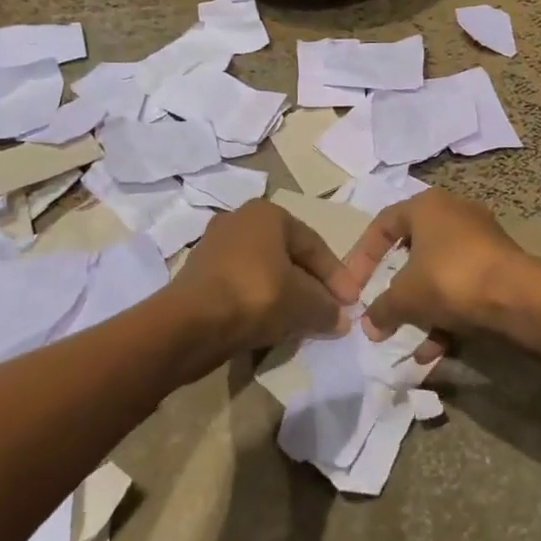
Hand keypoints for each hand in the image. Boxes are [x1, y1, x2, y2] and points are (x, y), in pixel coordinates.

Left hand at [171, 200, 354, 358]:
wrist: (189, 324)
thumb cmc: (256, 296)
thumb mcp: (304, 303)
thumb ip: (327, 308)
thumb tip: (342, 319)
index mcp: (267, 213)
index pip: (313, 244)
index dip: (336, 276)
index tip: (350, 304)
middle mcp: (239, 220)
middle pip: (287, 256)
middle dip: (309, 286)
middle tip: (326, 312)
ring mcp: (214, 247)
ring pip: (263, 273)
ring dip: (284, 296)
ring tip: (300, 323)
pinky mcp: (198, 276)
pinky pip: (240, 287)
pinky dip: (258, 304)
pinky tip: (268, 327)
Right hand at [340, 190, 531, 352]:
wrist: (517, 296)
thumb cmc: (450, 278)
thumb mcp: (405, 296)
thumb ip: (381, 308)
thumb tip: (368, 324)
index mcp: (426, 206)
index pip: (383, 224)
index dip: (362, 256)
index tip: (352, 287)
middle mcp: (452, 214)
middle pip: (412, 250)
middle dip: (395, 287)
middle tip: (381, 310)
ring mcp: (479, 240)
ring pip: (438, 274)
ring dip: (421, 309)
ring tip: (407, 341)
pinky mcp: (498, 266)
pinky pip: (461, 289)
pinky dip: (446, 316)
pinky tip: (434, 352)